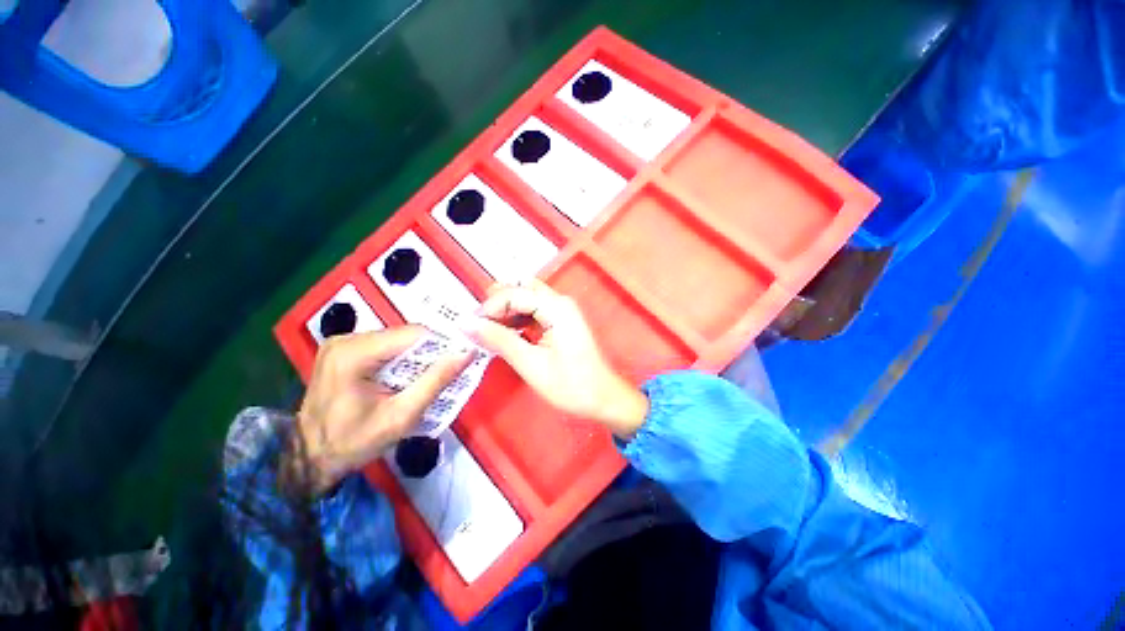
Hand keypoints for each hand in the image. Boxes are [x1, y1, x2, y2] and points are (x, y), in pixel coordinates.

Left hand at [292, 325, 473, 494]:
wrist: (309, 459)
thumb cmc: (353, 442)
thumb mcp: (401, 416)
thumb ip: (435, 381)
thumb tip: (467, 353)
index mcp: (354, 353)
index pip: (414, 334)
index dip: (443, 343)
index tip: (463, 357)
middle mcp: (347, 339)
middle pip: (405, 335)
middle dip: (431, 351)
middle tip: (451, 369)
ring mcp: (343, 343)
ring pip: (398, 339)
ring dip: (418, 355)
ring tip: (433, 374)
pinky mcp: (344, 350)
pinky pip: (385, 346)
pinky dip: (403, 358)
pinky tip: (409, 375)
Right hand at [460, 280, 648, 438]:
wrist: (602, 398)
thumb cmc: (570, 385)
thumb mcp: (530, 364)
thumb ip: (499, 340)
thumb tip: (466, 324)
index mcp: (556, 307)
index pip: (514, 294)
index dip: (489, 308)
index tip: (470, 328)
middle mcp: (559, 302)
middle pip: (520, 290)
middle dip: (497, 305)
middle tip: (478, 327)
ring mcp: (561, 311)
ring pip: (526, 300)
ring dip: (505, 313)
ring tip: (487, 333)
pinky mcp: (560, 322)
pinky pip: (533, 313)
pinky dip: (516, 321)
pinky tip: (504, 336)